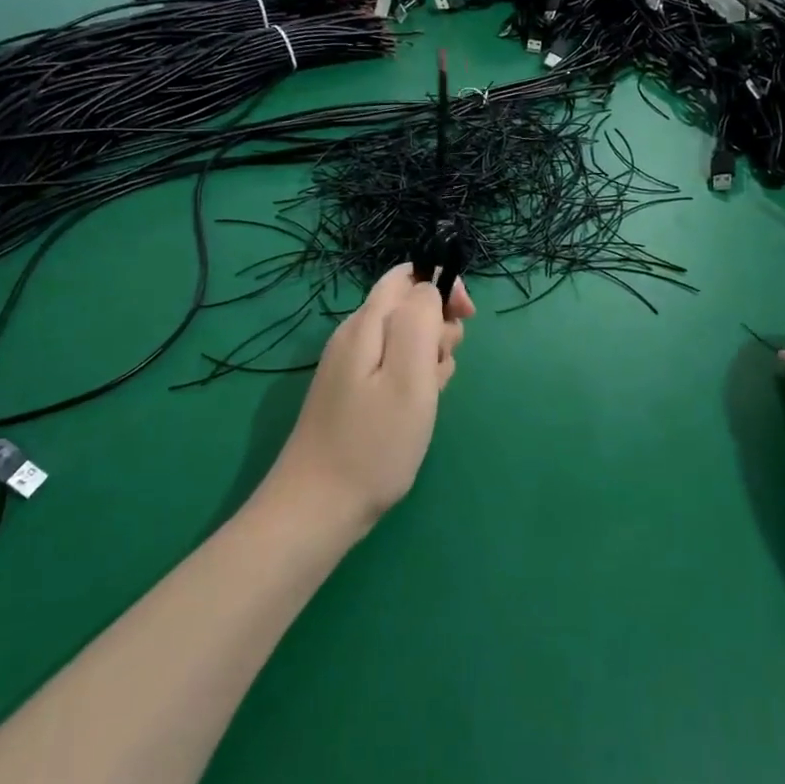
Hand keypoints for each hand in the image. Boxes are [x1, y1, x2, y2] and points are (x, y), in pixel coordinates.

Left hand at [270, 265, 473, 530]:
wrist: (319, 507)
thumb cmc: (374, 443)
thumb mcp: (409, 376)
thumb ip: (420, 320)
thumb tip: (428, 288)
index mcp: (367, 324)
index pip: (407, 275)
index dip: (442, 286)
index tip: (465, 319)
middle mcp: (355, 336)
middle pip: (408, 307)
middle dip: (439, 328)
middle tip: (440, 370)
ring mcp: (351, 367)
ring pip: (406, 341)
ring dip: (430, 359)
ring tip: (428, 398)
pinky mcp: (353, 394)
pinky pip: (394, 369)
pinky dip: (414, 382)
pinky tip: (415, 413)